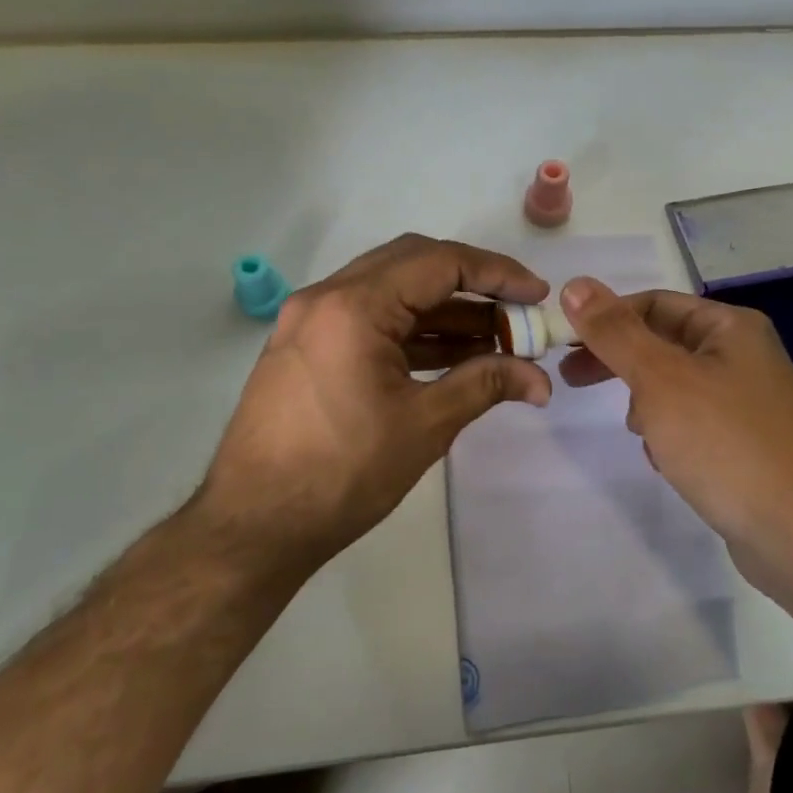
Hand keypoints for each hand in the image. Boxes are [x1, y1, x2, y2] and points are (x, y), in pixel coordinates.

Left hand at [194, 235, 551, 581]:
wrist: (252, 529)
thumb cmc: (341, 474)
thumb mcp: (424, 426)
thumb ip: (485, 385)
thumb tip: (540, 380)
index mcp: (353, 306)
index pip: (439, 263)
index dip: (497, 274)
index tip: (537, 295)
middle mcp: (326, 298)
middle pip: (413, 265)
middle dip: (473, 285)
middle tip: (516, 312)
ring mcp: (310, 321)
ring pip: (392, 293)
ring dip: (445, 311)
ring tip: (497, 341)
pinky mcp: (306, 348)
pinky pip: (370, 321)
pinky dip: (414, 332)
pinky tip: (454, 357)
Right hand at [557, 278, 792, 588]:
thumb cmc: (724, 443)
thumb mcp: (659, 379)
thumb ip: (614, 332)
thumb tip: (575, 285)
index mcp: (732, 327)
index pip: (654, 304)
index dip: (606, 319)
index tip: (565, 344)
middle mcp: (745, 356)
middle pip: (664, 344)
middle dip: (621, 363)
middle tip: (572, 381)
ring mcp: (750, 402)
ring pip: (676, 386)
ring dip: (647, 404)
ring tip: (642, 433)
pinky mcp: (749, 443)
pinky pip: (695, 422)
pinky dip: (672, 433)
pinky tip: (667, 461)